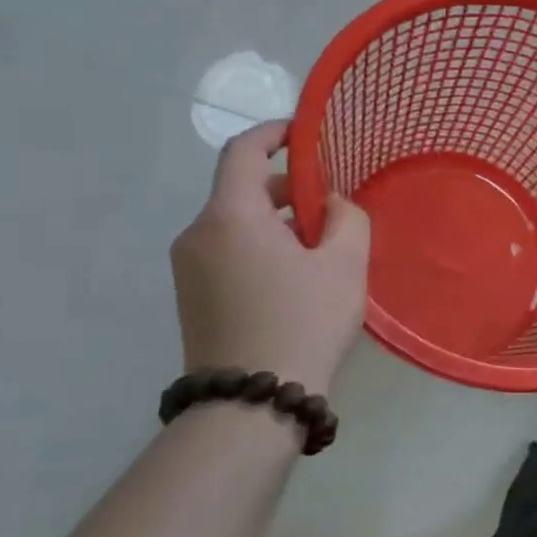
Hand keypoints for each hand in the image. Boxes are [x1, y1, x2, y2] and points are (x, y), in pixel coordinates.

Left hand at [170, 121, 369, 393]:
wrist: (252, 403)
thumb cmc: (304, 321)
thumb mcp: (346, 263)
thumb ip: (347, 217)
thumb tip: (332, 204)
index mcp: (230, 216)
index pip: (242, 150)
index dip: (274, 133)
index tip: (306, 134)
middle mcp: (198, 234)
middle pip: (241, 188)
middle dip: (288, 187)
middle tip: (333, 206)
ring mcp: (189, 268)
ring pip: (236, 222)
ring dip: (278, 220)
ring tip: (323, 247)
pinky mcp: (191, 296)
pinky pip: (228, 250)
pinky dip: (261, 246)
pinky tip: (297, 276)